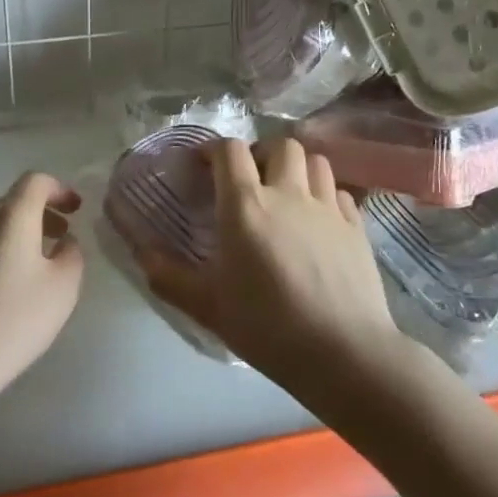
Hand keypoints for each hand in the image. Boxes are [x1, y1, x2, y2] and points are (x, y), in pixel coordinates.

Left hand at [0, 172, 84, 399]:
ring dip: (14, 237)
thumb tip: (62, 242)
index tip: (75, 209)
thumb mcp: (63, 288)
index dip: (58, 189)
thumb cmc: (12, 320)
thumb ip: (71, 255)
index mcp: (10, 218)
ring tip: (32, 267)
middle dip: (39, 214)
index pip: (34, 182)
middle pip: (9, 204)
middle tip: (60, 236)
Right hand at [141, 139, 402, 386]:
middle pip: (280, 144)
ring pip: (315, 161)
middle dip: (261, 153)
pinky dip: (325, 195)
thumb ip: (169, 277)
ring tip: (286, 193)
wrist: (343, 352)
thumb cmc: (267, 327)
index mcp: (246, 205)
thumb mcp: (207, 307)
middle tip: (249, 180)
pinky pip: (339, 192)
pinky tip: (318, 219)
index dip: (214, 150)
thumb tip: (141, 254)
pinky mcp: (357, 226)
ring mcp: (328, 207)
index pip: (230, 150)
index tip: (204, 166)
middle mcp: (288, 193)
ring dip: (296, 168)